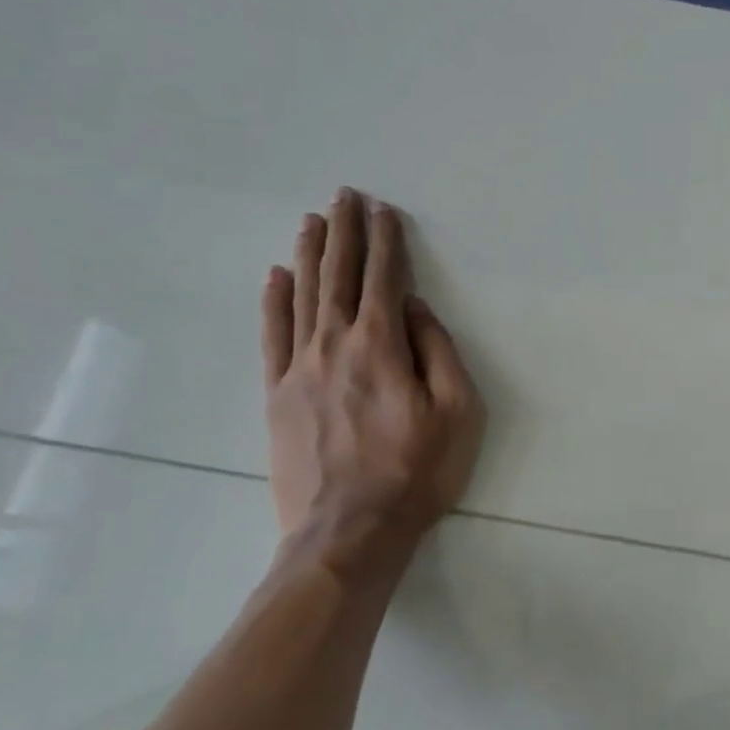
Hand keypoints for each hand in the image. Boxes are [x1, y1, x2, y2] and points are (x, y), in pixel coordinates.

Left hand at [261, 187, 484, 587]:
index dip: (386, 242)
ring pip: (302, 296)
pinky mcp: (276, 395)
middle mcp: (334, 344)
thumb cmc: (416, 472)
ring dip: (309, 255)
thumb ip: (437, 352)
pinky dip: (273, 301)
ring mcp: (298, 369)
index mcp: (381, 346)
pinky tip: (275, 276)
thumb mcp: (457, 412)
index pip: (384, 279)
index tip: (384, 211)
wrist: (348, 532)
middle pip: (338, 276)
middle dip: (345, 233)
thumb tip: (413, 309)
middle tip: (345, 196)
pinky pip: (272, 335)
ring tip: (313, 221)